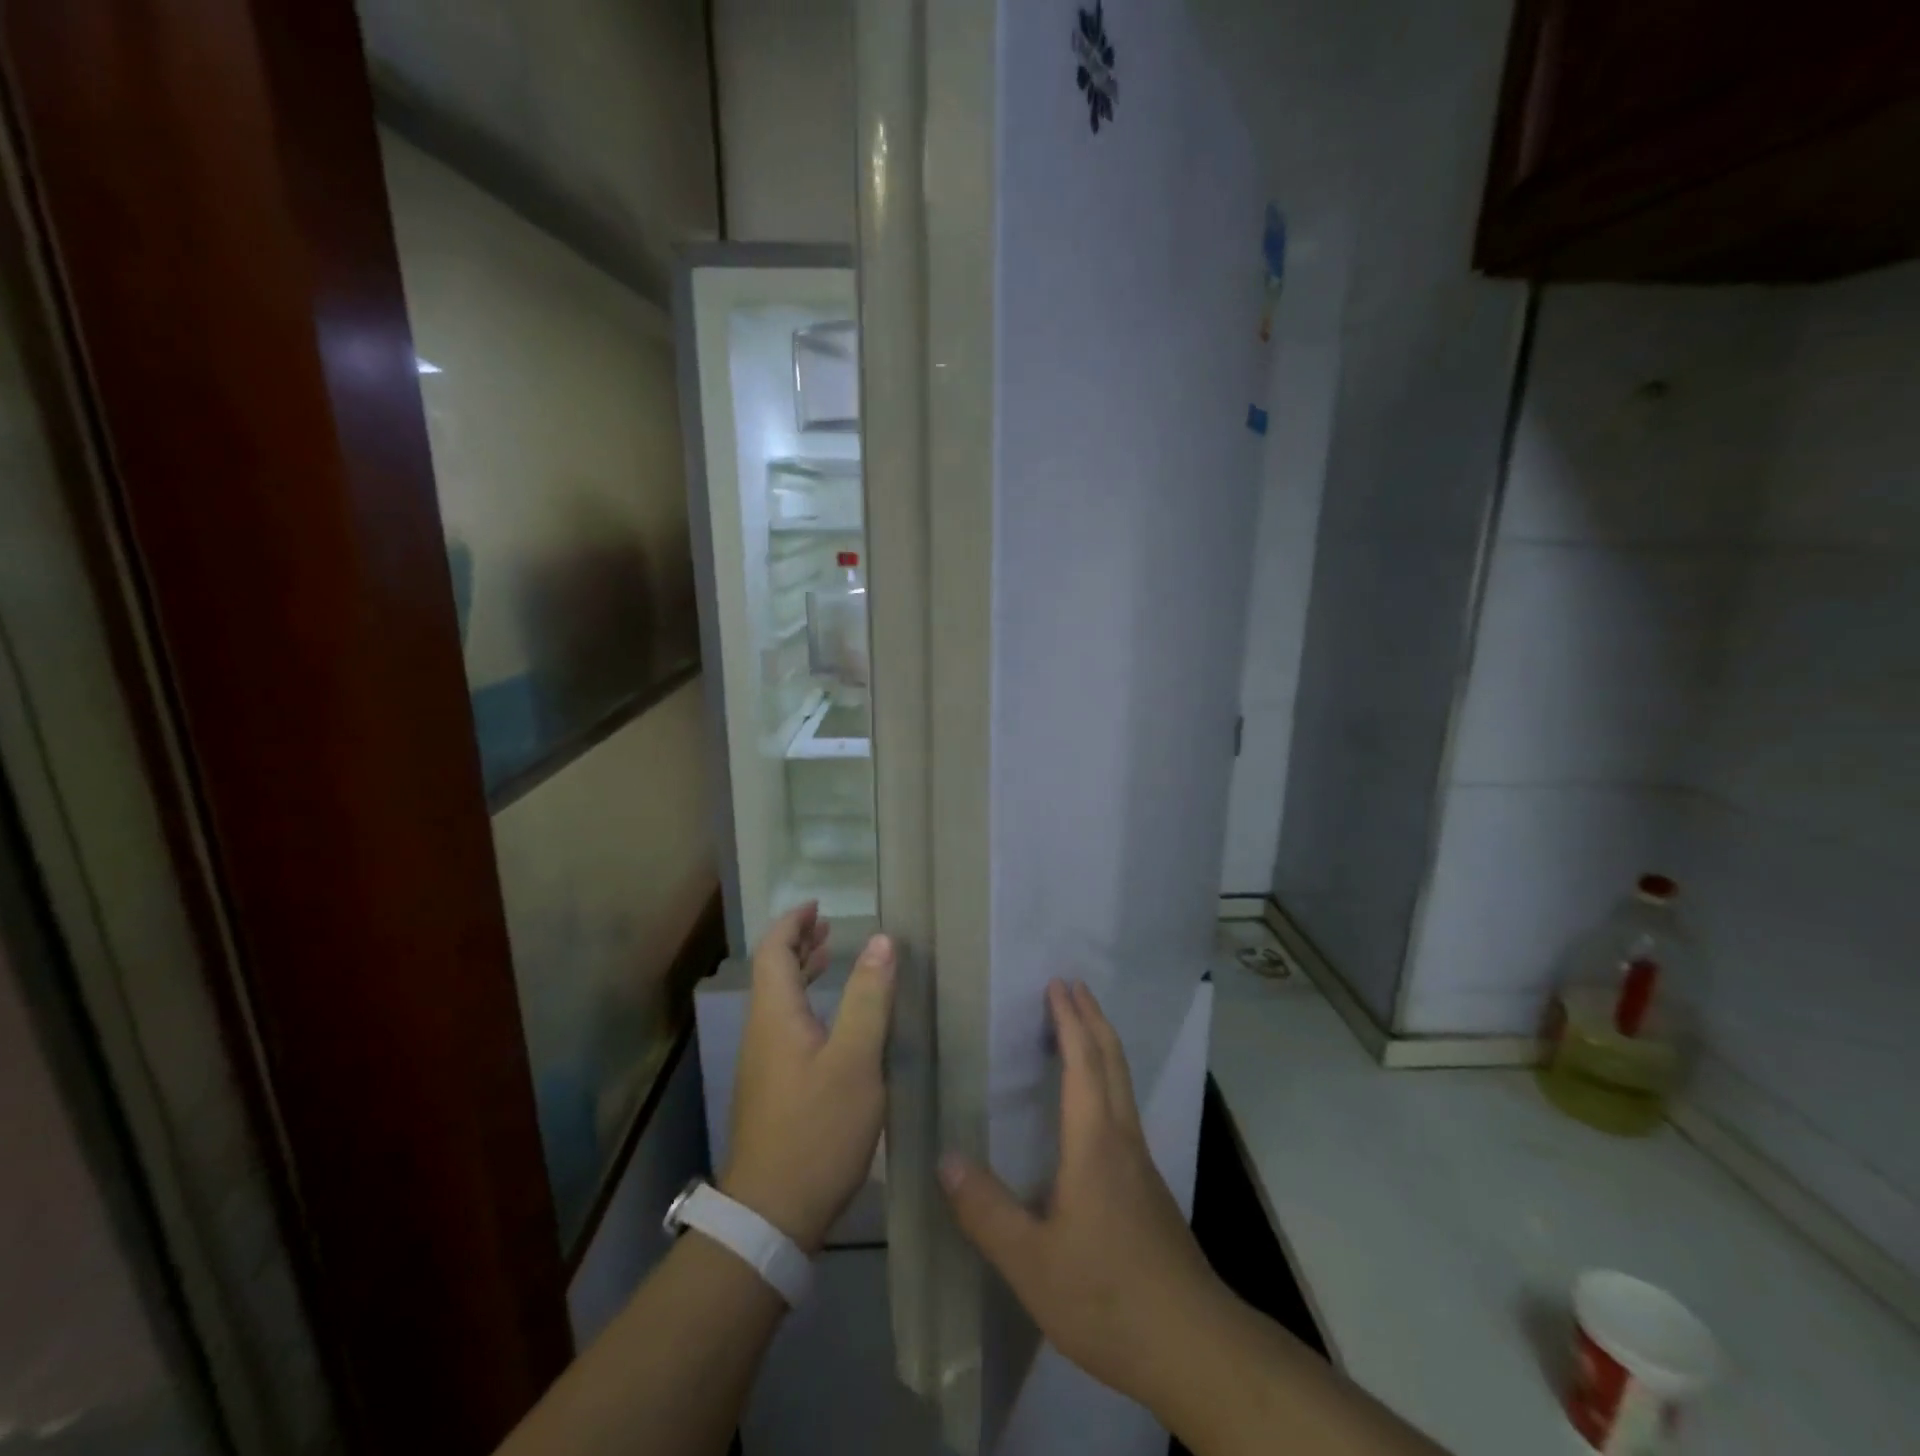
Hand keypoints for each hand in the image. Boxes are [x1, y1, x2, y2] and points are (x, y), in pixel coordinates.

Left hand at [721, 903, 894, 1252]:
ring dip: (802, 974)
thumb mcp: (856, 1060)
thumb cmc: (817, 1129)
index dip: (793, 924)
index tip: (817, 906)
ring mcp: (764, 1064)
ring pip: (778, 1002)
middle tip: (828, 927)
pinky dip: (806, 1005)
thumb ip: (869, 997)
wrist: (773, 1215)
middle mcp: (762, 1032)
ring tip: (830, 959)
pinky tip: (832, 1023)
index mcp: (775, 1015)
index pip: (773, 951)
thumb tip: (882, 940)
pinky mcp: (772, 1091)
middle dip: (798, 944)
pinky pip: (786, 1027)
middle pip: (772, 973)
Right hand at [939, 980, 1226, 1409]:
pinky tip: (1093, 1104)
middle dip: (1092, 1017)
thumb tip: (945, 1158)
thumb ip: (986, 1211)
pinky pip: (1124, 1108)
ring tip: (1081, 1027)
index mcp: (1094, 1142)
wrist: (1193, 1345)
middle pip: (1112, 1060)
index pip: (1082, 1062)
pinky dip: (1107, 1078)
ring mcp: (1141, 1162)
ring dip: (1103, 1044)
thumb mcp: (1031, 1262)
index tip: (1057, 984)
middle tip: (1072, 985)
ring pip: (1123, 1083)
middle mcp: (1122, 1138)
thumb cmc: (1106, 1296)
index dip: (1069, 1020)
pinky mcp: (1149, 1187)